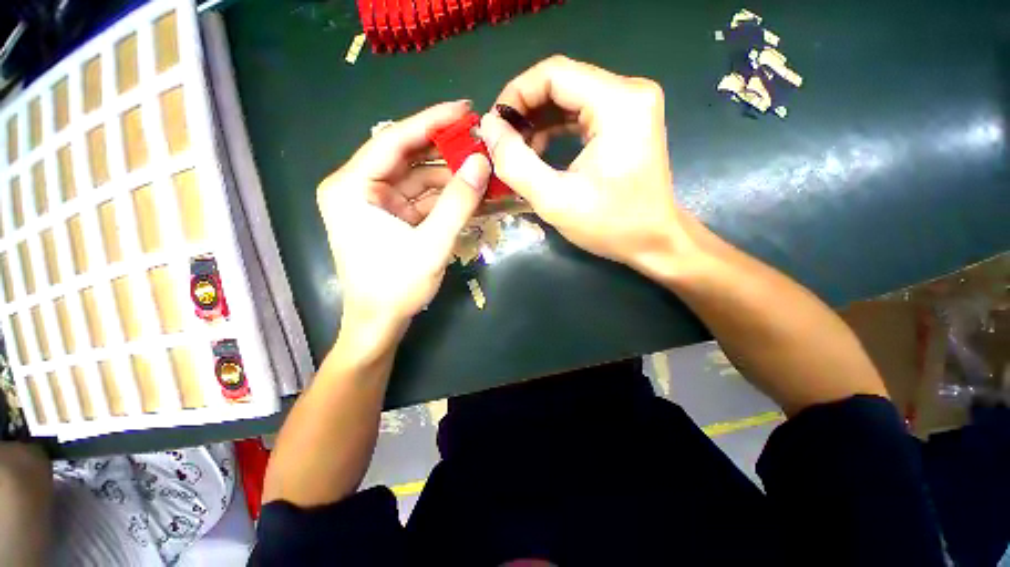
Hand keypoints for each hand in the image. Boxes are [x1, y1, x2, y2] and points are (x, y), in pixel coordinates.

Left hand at [318, 101, 490, 343]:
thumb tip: (482, 164)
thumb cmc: (396, 287)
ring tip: (483, 171)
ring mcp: (376, 203)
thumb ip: (457, 203)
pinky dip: (445, 198)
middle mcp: (359, 188)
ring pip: (418, 179)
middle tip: (481, 143)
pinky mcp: (391, 218)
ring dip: (450, 178)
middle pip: (407, 158)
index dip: (431, 121)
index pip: (394, 140)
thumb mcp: (431, 245)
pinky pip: (421, 199)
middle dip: (446, 152)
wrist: (379, 323)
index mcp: (352, 186)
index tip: (465, 109)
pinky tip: (469, 194)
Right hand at [479, 56, 695, 278]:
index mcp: (618, 103)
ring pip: (569, 98)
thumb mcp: (555, 200)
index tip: (494, 128)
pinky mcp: (626, 123)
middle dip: (524, 111)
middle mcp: (629, 93)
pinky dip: (554, 130)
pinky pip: (581, 114)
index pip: (554, 73)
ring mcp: (630, 107)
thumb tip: (489, 128)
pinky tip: (539, 153)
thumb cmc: (610, 225)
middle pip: (561, 83)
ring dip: (537, 122)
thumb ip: (516, 163)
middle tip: (502, 143)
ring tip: (517, 152)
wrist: (654, 242)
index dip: (515, 95)